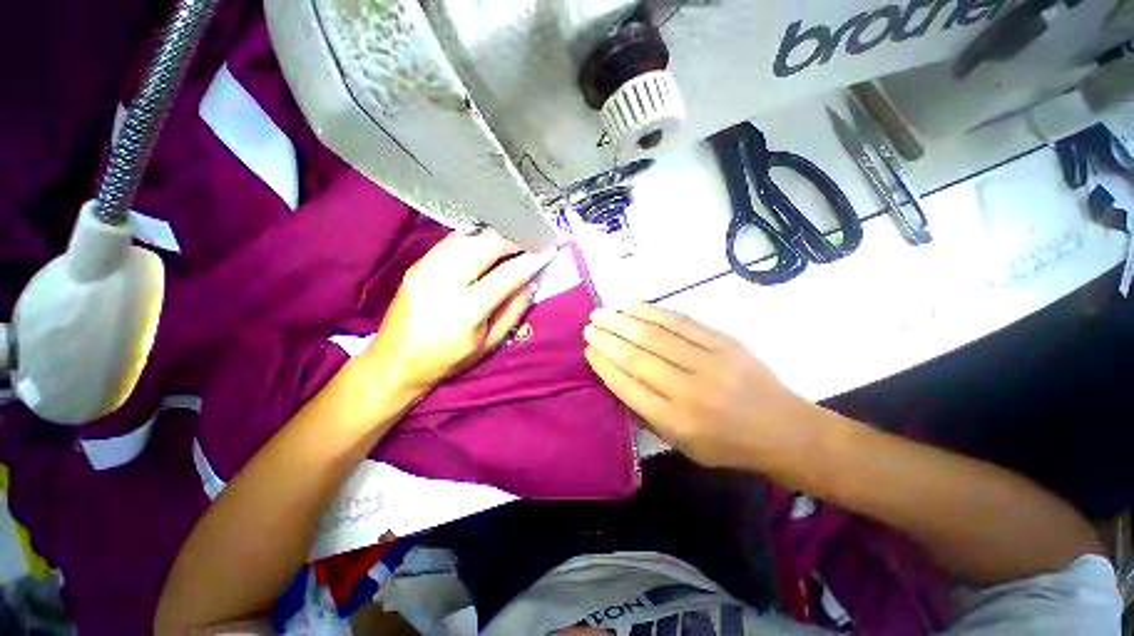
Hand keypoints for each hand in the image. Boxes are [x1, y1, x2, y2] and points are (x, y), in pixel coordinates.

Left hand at [362, 230, 553, 395]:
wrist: (395, 360)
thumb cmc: (448, 358)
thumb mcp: (489, 343)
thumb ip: (513, 311)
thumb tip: (531, 283)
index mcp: (466, 309)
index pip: (508, 274)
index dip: (531, 260)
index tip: (548, 250)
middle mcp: (444, 281)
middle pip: (487, 243)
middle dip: (514, 239)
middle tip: (530, 243)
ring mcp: (426, 268)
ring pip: (469, 235)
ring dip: (495, 236)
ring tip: (512, 242)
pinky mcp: (417, 263)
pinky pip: (452, 240)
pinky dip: (474, 238)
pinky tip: (486, 244)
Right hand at [584, 303, 812, 469]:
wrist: (784, 429)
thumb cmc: (728, 444)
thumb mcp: (683, 444)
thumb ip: (648, 413)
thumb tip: (619, 377)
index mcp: (676, 422)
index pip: (628, 386)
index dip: (604, 365)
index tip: (589, 350)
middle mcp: (689, 390)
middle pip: (637, 357)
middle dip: (608, 338)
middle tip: (589, 325)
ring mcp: (709, 362)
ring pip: (655, 335)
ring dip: (623, 321)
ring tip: (602, 312)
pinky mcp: (724, 341)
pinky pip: (680, 322)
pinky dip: (652, 311)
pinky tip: (632, 305)